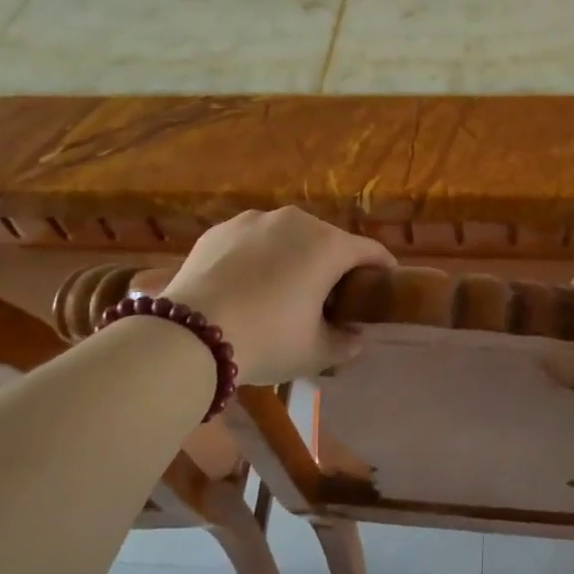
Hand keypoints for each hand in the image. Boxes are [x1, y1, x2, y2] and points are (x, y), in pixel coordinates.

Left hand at [164, 207, 396, 384]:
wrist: (188, 336)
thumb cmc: (267, 339)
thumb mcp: (314, 352)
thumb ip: (344, 343)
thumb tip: (357, 338)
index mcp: (328, 245)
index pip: (370, 251)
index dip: (382, 268)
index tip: (385, 284)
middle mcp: (296, 221)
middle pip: (328, 240)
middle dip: (334, 264)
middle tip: (330, 296)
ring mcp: (254, 221)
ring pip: (287, 237)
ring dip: (294, 257)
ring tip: (283, 288)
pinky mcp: (220, 230)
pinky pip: (252, 241)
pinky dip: (258, 257)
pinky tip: (246, 285)